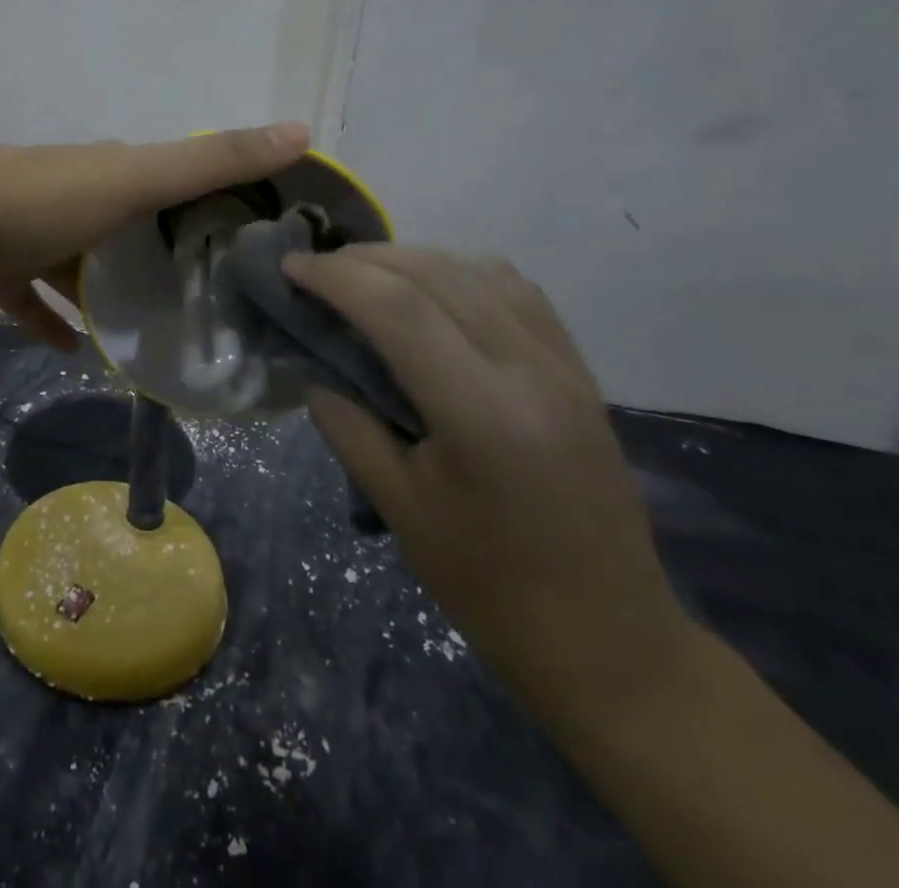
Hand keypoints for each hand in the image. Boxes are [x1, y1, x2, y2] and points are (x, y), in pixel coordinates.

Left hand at [0, 123, 311, 349]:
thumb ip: (212, 161)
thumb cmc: (41, 200)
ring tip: (135, 324)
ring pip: (68, 259)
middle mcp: (62, 190)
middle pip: (114, 219)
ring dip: (96, 288)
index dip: (194, 194)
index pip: (157, 173)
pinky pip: (25, 296)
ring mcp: (19, 227)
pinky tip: (68, 349)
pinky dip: (47, 319)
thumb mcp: (135, 178)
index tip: (229, 232)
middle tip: (186, 291)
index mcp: (99, 166)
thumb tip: (302, 129)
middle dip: (145, 247)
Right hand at [282, 246, 693, 723]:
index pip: (397, 308)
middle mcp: (530, 370)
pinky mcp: (579, 370)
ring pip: (478, 269)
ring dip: (412, 258)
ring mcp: (564, 365)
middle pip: (435, 274)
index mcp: (482, 413)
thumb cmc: (489, 586)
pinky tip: (433, 287)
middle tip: (316, 268)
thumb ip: (346, 422)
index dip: (335, 277)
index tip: (289, 266)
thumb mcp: (398, 507)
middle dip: (364, 259)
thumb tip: (311, 363)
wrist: (609, 640)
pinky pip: (516, 290)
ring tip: (365, 274)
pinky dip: (461, 272)